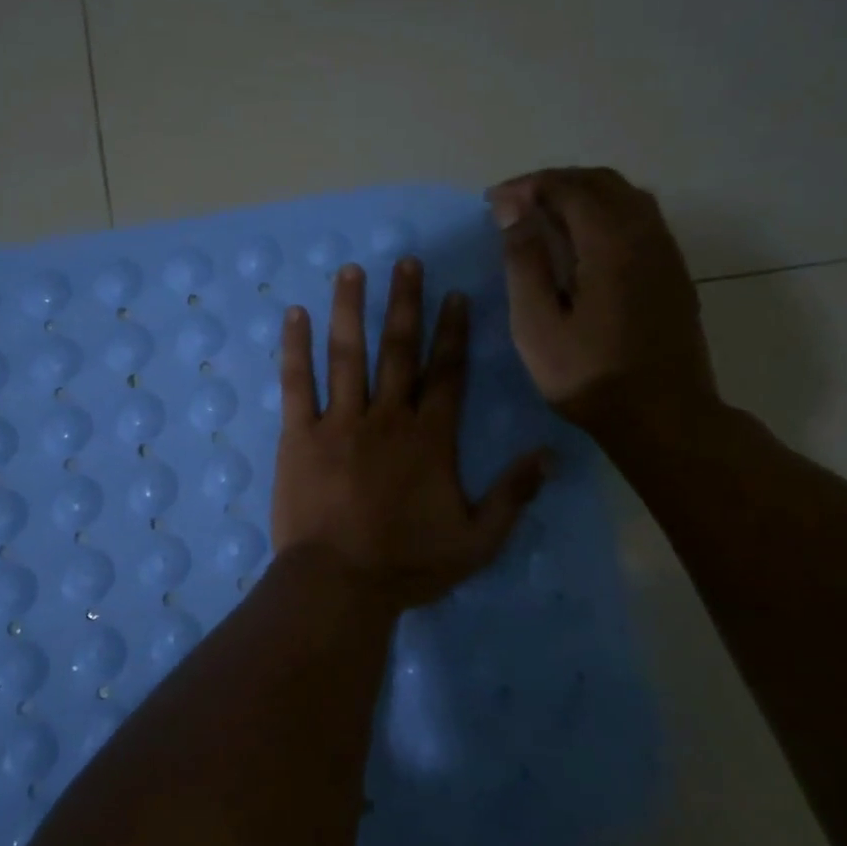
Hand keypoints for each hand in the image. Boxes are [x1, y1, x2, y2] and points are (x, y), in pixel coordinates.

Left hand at [271, 259, 551, 612]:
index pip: (447, 373)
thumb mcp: (477, 540)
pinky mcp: (298, 435)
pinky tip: (295, 315)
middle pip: (399, 350)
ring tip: (351, 270)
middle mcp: (387, 418)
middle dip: (404, 303)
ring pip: (348, 354)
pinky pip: (296, 382)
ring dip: (351, 309)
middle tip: (406, 261)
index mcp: (431, 438)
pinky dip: (295, 347)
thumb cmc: (407, 565)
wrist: (338, 584)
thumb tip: (551, 454)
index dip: (452, 332)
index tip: (454, 294)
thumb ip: (513, 495)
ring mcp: (339, 422)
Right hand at [486, 167, 719, 437]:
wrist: (662, 416)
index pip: (569, 189)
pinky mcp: (673, 273)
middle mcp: (646, 235)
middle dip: (555, 183)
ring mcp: (666, 253)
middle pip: (602, 182)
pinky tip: (583, 242)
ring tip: (545, 216)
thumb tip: (513, 209)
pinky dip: (605, 213)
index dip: (528, 186)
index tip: (492, 201)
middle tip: (515, 204)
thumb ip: (524, 262)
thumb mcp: (537, 325)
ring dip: (583, 195)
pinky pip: (641, 220)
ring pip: (627, 198)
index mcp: (611, 243)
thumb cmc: (589, 376)